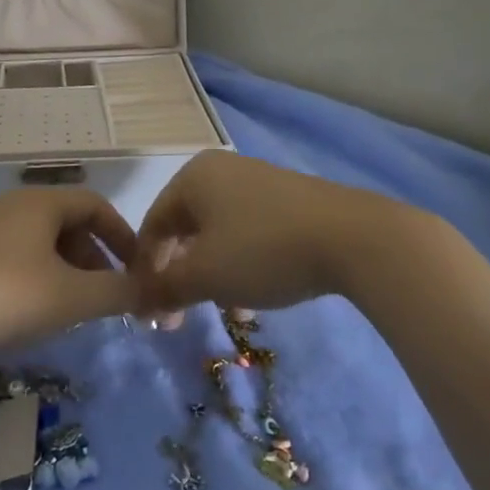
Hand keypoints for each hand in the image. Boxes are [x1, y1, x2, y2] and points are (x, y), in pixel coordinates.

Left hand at [0, 187, 142, 353]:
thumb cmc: (8, 293)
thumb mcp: (71, 297)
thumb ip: (117, 293)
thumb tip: (150, 293)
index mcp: (42, 203)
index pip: (96, 206)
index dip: (122, 236)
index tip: (136, 270)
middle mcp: (13, 205)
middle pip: (68, 224)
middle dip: (93, 260)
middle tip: (102, 297)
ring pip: (39, 243)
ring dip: (64, 271)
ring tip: (69, 309)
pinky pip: (12, 255)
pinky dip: (34, 276)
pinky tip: (28, 310)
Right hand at [134, 151, 415, 314]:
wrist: (354, 238)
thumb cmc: (263, 250)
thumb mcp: (205, 275)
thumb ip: (163, 288)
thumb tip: (136, 301)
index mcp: (192, 177)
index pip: (152, 225)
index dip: (145, 272)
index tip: (151, 314)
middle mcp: (221, 171)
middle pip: (184, 230)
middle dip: (179, 277)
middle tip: (181, 317)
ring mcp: (258, 182)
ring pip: (218, 236)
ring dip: (211, 277)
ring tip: (223, 312)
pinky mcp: (289, 200)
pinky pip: (248, 234)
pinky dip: (241, 265)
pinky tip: (254, 299)